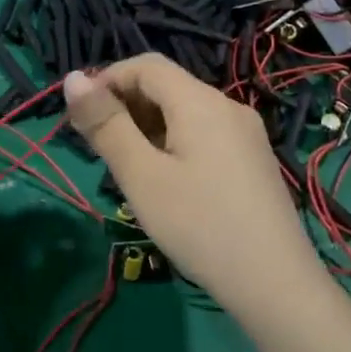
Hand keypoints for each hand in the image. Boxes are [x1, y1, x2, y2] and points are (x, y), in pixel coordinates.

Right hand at [63, 56, 324, 312]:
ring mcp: (245, 133)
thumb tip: (72, 77)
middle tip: (101, 149)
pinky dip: (173, 141)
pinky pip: (204, 133)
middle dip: (126, 105)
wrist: (277, 286)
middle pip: (167, 86)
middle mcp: (227, 106)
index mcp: (200, 101)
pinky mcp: (253, 160)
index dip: (107, 80)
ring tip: (129, 169)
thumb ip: (106, 125)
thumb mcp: (142, 177)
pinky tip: (166, 180)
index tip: (81, 118)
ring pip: (184, 111)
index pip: (145, 65)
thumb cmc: (200, 227)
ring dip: (148, 126)